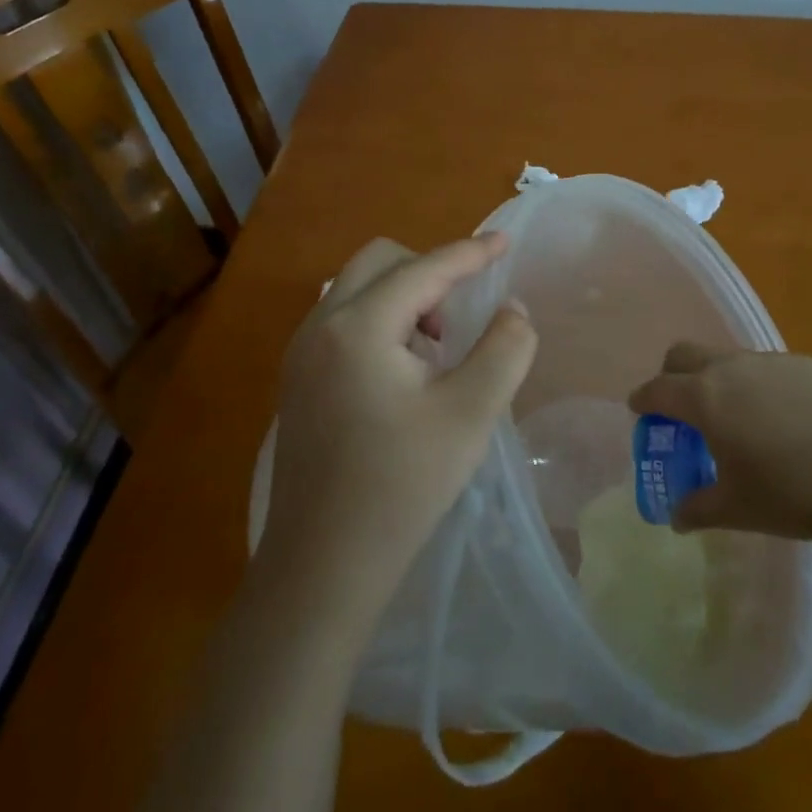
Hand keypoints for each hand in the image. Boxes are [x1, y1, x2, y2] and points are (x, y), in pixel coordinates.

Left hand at [254, 233, 536, 639]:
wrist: (321, 569)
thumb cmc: (401, 487)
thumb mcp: (471, 414)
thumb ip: (504, 349)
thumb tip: (513, 309)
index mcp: (359, 326)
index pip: (424, 269)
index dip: (470, 252)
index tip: (505, 242)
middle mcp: (321, 326)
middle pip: (380, 262)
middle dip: (428, 271)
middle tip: (461, 317)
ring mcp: (301, 353)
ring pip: (358, 288)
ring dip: (404, 297)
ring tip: (436, 350)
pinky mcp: (298, 380)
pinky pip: (344, 319)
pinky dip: (381, 321)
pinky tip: (403, 374)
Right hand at [627, 343, 811, 544]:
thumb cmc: (791, 494)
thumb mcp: (737, 508)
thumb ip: (698, 508)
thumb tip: (676, 518)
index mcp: (705, 398)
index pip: (658, 388)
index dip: (643, 399)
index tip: (638, 409)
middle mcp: (732, 368)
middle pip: (686, 354)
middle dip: (673, 374)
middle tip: (680, 406)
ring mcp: (771, 362)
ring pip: (729, 358)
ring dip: (718, 379)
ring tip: (736, 417)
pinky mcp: (807, 364)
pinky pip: (768, 368)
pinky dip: (758, 386)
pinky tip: (783, 419)